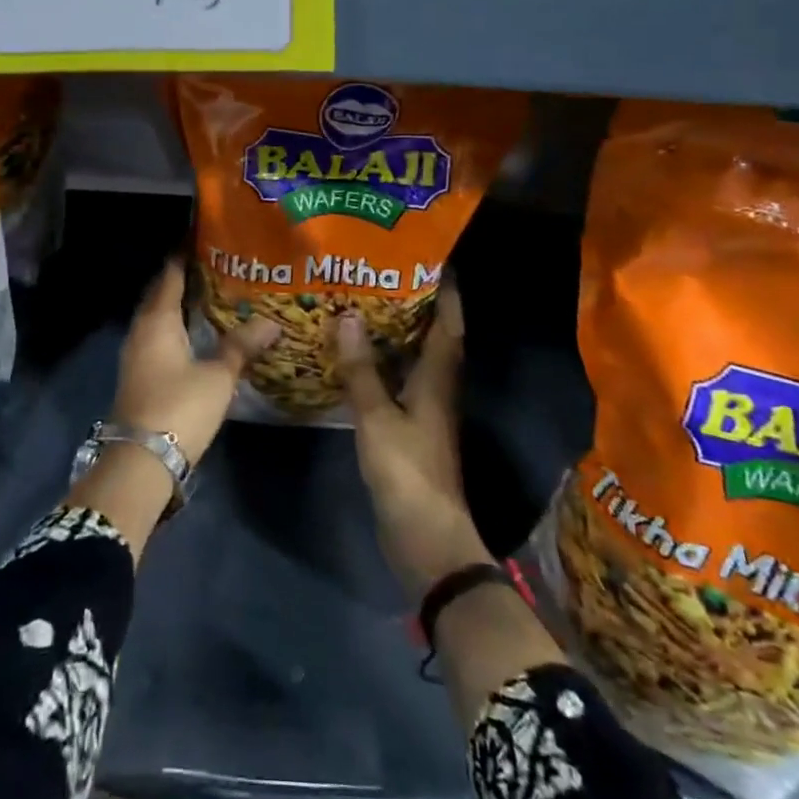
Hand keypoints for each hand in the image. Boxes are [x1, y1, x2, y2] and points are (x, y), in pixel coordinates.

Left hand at [113, 259, 280, 465]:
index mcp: (158, 319)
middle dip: (185, 279)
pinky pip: (159, 337)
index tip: (204, 239)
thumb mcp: (218, 376)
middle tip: (218, 266)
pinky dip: (177, 327)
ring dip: (181, 305)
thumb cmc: (179, 407)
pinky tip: (199, 333)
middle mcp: (142, 329)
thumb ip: (242, 346)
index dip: (185, 255)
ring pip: (159, 317)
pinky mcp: (140, 374)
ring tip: (213, 296)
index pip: (170, 275)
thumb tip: (271, 323)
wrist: (141, 460)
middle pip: (162, 294)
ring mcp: (137, 353)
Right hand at [339, 286, 491, 601]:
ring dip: (398, 333)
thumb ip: (362, 369)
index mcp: (438, 379)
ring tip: (366, 305)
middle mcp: (438, 388)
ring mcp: (426, 411)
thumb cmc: (407, 472)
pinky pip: (400, 382)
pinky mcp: (412, 429)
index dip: (446, 292)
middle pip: (433, 337)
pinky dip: (384, 364)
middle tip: (384, 274)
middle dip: (416, 305)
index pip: (448, 324)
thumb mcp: (377, 417)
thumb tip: (349, 317)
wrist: (426, 539)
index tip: (432, 259)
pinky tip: (358, 357)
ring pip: (415, 359)